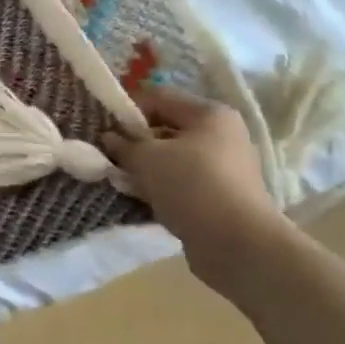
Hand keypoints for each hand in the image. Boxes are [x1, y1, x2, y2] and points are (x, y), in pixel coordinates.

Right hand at [101, 88, 289, 297]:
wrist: (238, 246)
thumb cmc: (192, 186)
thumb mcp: (147, 159)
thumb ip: (124, 144)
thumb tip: (109, 138)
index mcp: (210, 114)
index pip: (160, 97)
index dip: (129, 110)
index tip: (106, 129)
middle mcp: (222, 136)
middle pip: (167, 129)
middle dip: (136, 142)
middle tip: (111, 157)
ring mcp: (224, 169)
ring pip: (173, 160)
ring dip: (147, 169)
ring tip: (123, 182)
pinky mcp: (221, 199)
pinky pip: (183, 184)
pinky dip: (162, 189)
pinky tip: (142, 201)